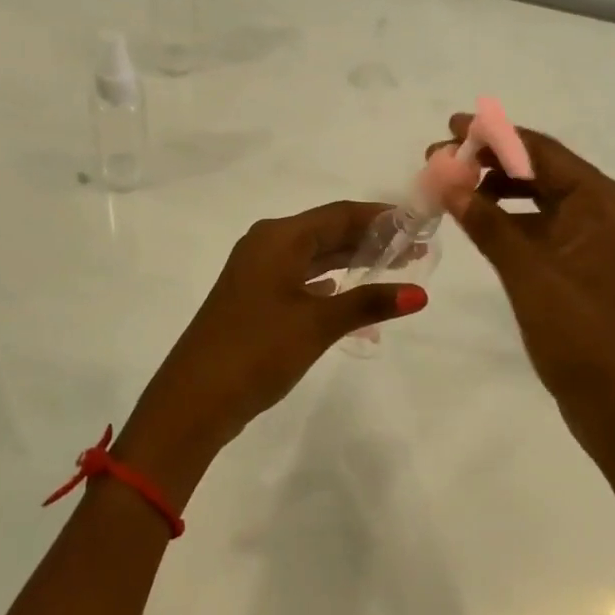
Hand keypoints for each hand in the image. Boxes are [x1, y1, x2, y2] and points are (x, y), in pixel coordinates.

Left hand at [117, 202, 426, 497]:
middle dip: (370, 239)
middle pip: (327, 232)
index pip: (339, 214)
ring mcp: (257, 274)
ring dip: (351, 261)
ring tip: (394, 268)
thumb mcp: (318, 323)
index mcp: (278, 238)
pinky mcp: (254, 301)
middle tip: (416, 249)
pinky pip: (300, 279)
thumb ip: (369, 303)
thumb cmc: (258, 349)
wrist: (195, 399)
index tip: (418, 224)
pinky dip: (328, 283)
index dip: (380, 217)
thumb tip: (419, 294)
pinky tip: (347, 292)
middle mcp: (266, 246)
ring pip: (314, 257)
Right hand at [431, 114, 614, 473]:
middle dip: (491, 163)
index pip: (545, 153)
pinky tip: (477, 222)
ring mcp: (600, 245)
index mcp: (608, 205)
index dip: (495, 135)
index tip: (449, 127)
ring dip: (497, 193)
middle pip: (543, 173)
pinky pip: (545, 232)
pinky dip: (511, 223)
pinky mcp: (588, 271)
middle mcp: (609, 215)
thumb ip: (487, 222)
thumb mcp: (530, 275)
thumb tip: (444, 175)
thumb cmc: (584, 339)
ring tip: (448, 187)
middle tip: (437, 160)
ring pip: (542, 203)